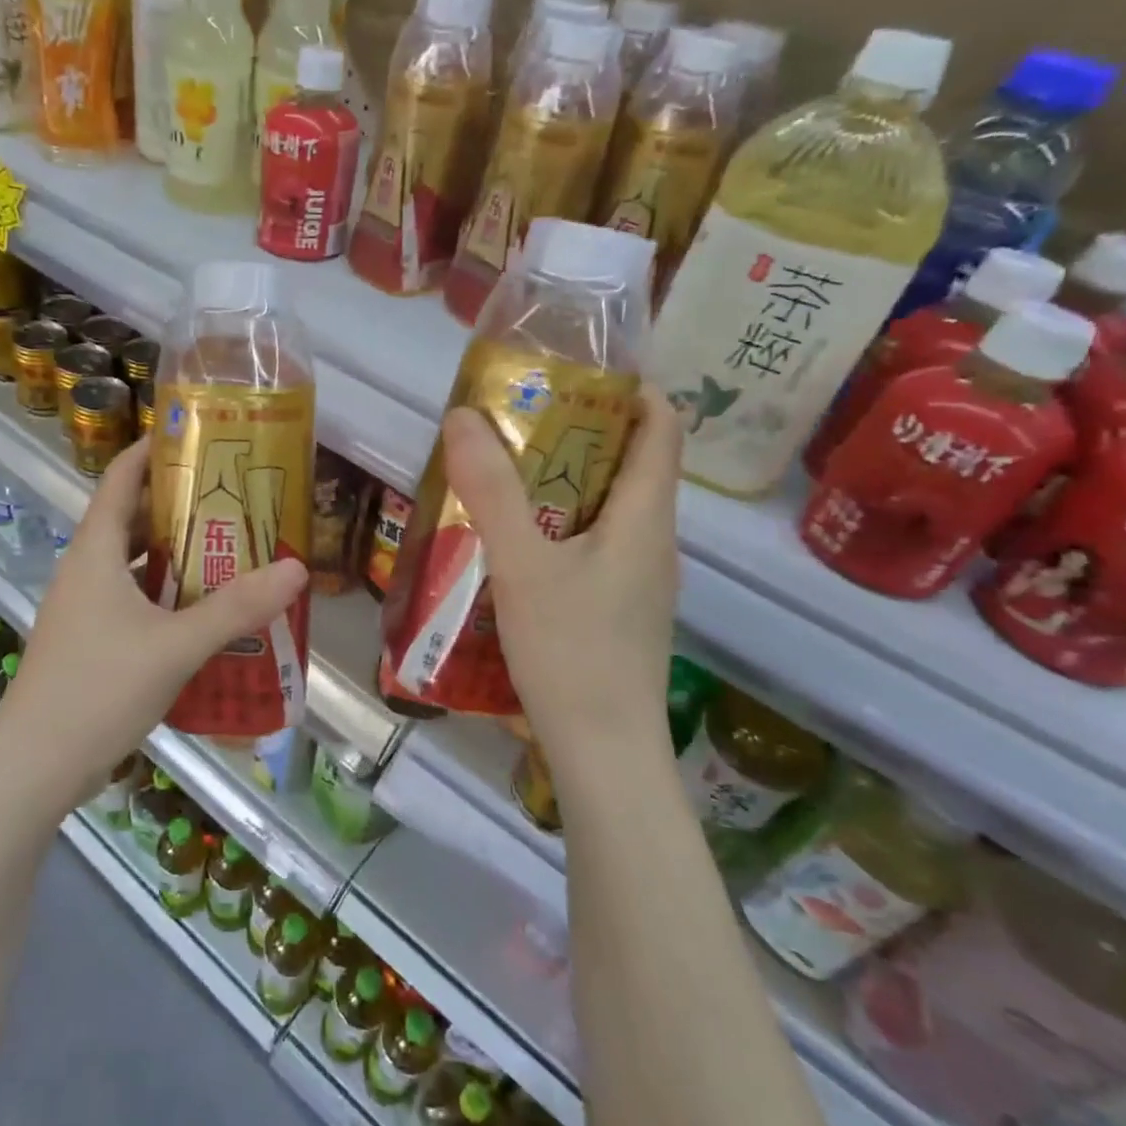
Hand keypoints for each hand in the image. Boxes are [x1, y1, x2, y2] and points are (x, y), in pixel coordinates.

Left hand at [0, 436, 307, 801]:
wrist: (35, 768)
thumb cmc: (99, 690)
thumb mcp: (175, 646)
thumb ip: (236, 609)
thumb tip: (296, 569)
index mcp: (95, 553)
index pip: (119, 479)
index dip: (151, 450)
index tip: (195, 436)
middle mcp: (85, 570)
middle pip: (131, 518)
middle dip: (178, 503)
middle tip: (233, 498)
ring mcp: (84, 608)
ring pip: (133, 562)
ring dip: (174, 552)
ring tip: (227, 547)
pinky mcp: (90, 640)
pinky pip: (132, 597)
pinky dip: (165, 592)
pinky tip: (201, 609)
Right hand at [442, 384, 683, 769]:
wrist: (603, 753)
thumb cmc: (572, 651)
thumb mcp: (522, 565)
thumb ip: (491, 491)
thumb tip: (463, 415)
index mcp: (645, 516)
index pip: (662, 426)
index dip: (631, 387)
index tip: (575, 372)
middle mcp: (653, 540)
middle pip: (630, 463)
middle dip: (579, 432)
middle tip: (517, 419)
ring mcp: (638, 579)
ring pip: (607, 507)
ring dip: (563, 481)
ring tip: (504, 473)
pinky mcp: (618, 609)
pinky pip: (594, 545)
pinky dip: (558, 525)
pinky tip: (513, 543)